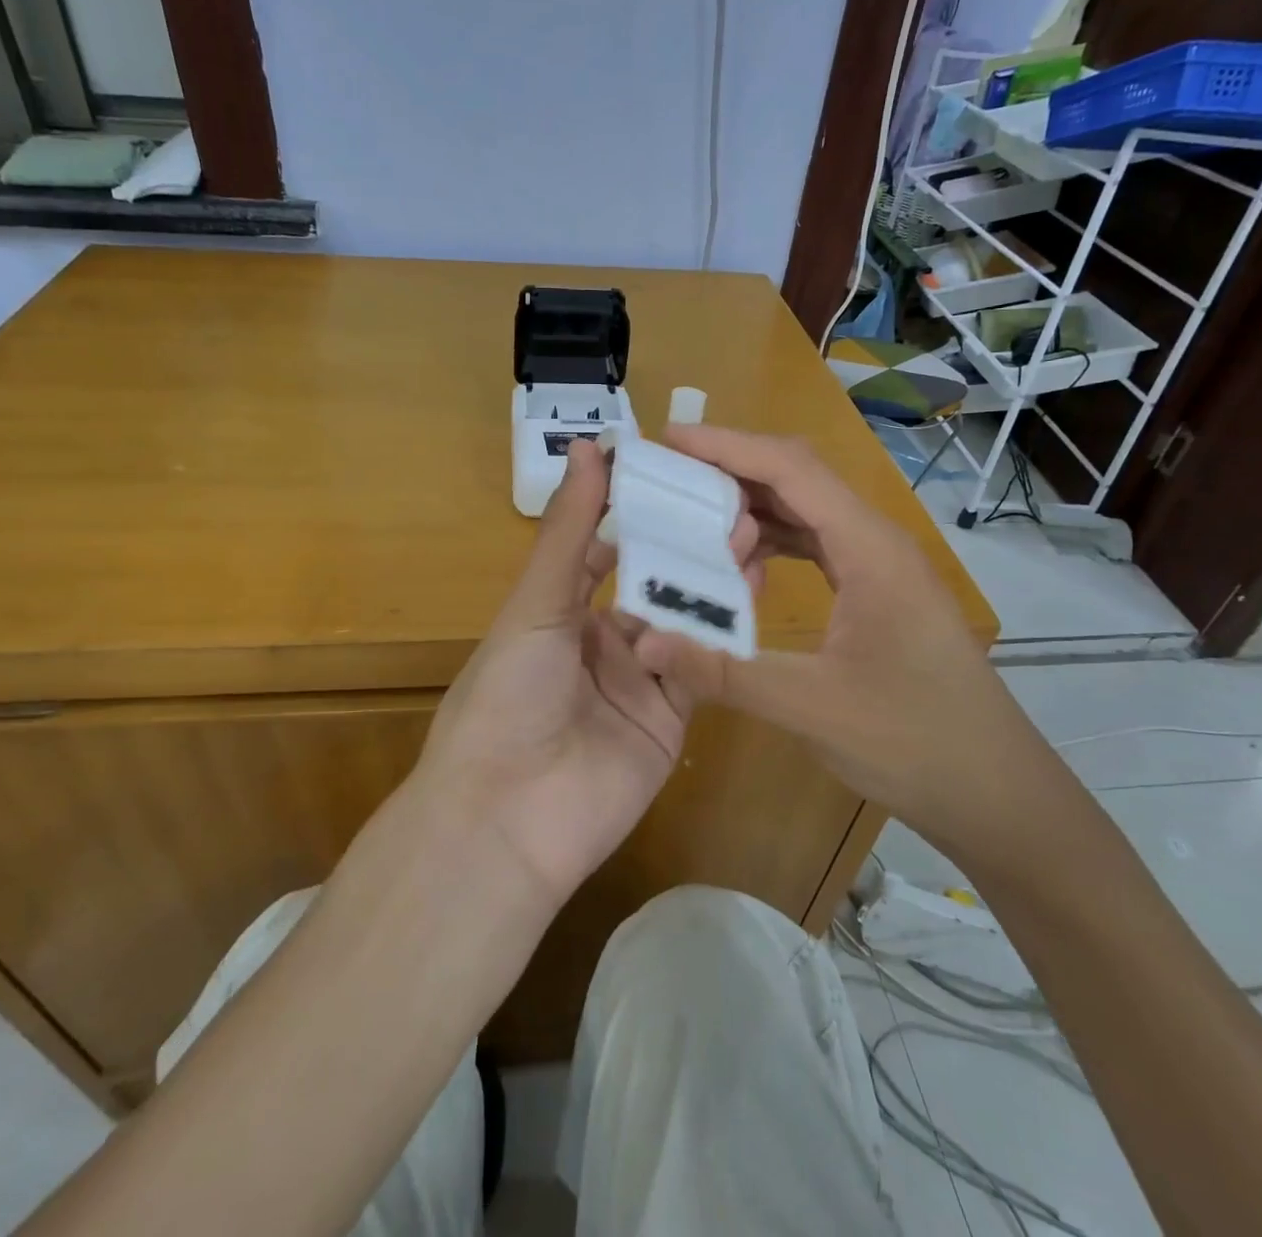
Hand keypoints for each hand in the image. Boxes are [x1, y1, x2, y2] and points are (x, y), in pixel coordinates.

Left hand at [415, 440, 743, 912]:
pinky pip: (702, 671)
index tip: (680, 476)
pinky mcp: (670, 722)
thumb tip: (588, 444)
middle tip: (732, 503)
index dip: (639, 515)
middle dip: (688, 547)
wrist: (507, 816)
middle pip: (653, 585)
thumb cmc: (508, 692)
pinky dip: (724, 636)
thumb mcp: (536, 603)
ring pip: (684, 623)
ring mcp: (638, 684)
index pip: (606, 552)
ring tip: (753, 535)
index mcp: (559, 613)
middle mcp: (600, 644)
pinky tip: (754, 593)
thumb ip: (569, 529)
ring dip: (713, 583)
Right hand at [633, 425, 1059, 867]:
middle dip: (732, 469)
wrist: (995, 790)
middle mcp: (876, 542)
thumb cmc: (915, 742)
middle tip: (669, 478)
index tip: (669, 439)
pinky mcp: (877, 592)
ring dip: (752, 507)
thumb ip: (724, 672)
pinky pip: (817, 544)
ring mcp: (880, 566)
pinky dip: (774, 542)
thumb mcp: (811, 707)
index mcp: (869, 549)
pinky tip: (742, 567)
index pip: (791, 469)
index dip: (727, 446)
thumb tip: (646, 643)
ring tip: (693, 518)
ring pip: (807, 510)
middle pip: (798, 478)